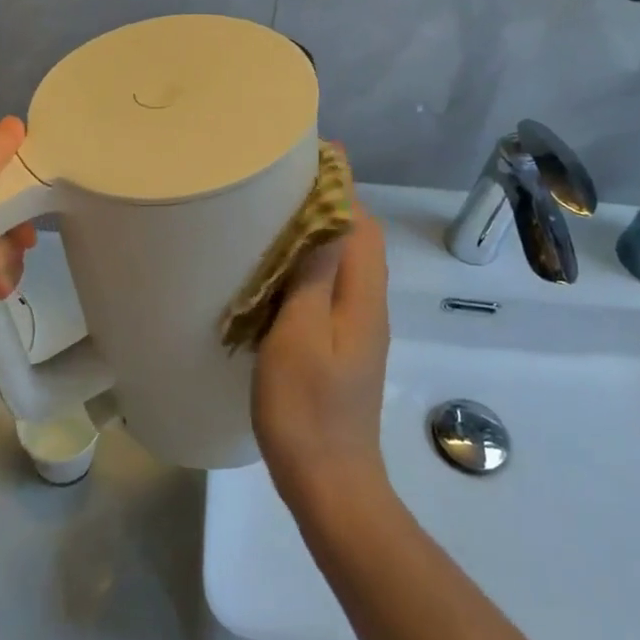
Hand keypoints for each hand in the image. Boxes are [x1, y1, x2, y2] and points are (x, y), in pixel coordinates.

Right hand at [253, 206, 389, 501]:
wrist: (329, 485)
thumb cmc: (307, 409)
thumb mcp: (300, 337)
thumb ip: (314, 277)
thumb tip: (329, 218)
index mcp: (362, 298)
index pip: (361, 224)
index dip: (340, 186)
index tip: (310, 154)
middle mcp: (368, 307)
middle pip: (357, 240)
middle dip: (327, 204)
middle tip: (279, 184)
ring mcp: (357, 331)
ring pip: (343, 265)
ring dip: (316, 236)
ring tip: (271, 220)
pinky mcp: (341, 350)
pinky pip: (329, 291)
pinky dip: (307, 269)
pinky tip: (273, 277)